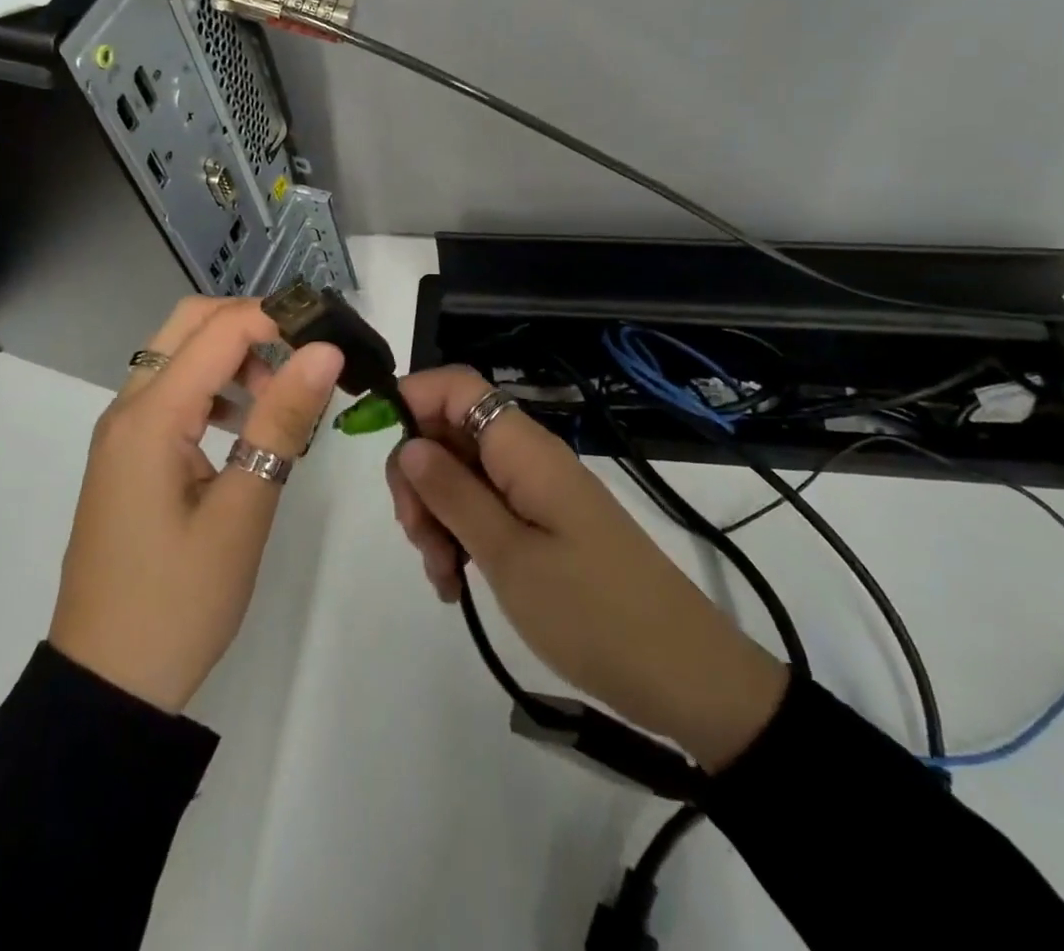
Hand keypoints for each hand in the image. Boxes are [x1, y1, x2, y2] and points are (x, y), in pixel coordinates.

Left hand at [50, 297, 343, 714]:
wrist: (107, 684)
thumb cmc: (179, 602)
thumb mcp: (243, 510)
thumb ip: (282, 422)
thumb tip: (324, 351)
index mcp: (150, 417)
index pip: (219, 329)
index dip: (278, 319)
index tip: (330, 338)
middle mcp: (127, 409)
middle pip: (189, 325)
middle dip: (252, 325)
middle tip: (306, 357)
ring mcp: (123, 433)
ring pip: (180, 357)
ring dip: (234, 358)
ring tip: (284, 402)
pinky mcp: (129, 456)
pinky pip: (173, 395)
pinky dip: (215, 390)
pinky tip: (248, 430)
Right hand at [385, 367, 788, 769]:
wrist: (684, 676)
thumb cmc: (591, 611)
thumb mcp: (508, 556)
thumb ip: (453, 493)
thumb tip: (408, 442)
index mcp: (523, 448)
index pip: (457, 386)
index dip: (411, 400)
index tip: (379, 452)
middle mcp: (528, 457)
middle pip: (452, 432)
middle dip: (419, 476)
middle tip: (418, 537)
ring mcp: (538, 491)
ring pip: (464, 475)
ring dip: (438, 516)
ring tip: (443, 576)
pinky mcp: (545, 524)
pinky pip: (488, 509)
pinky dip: (463, 537)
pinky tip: (457, 584)